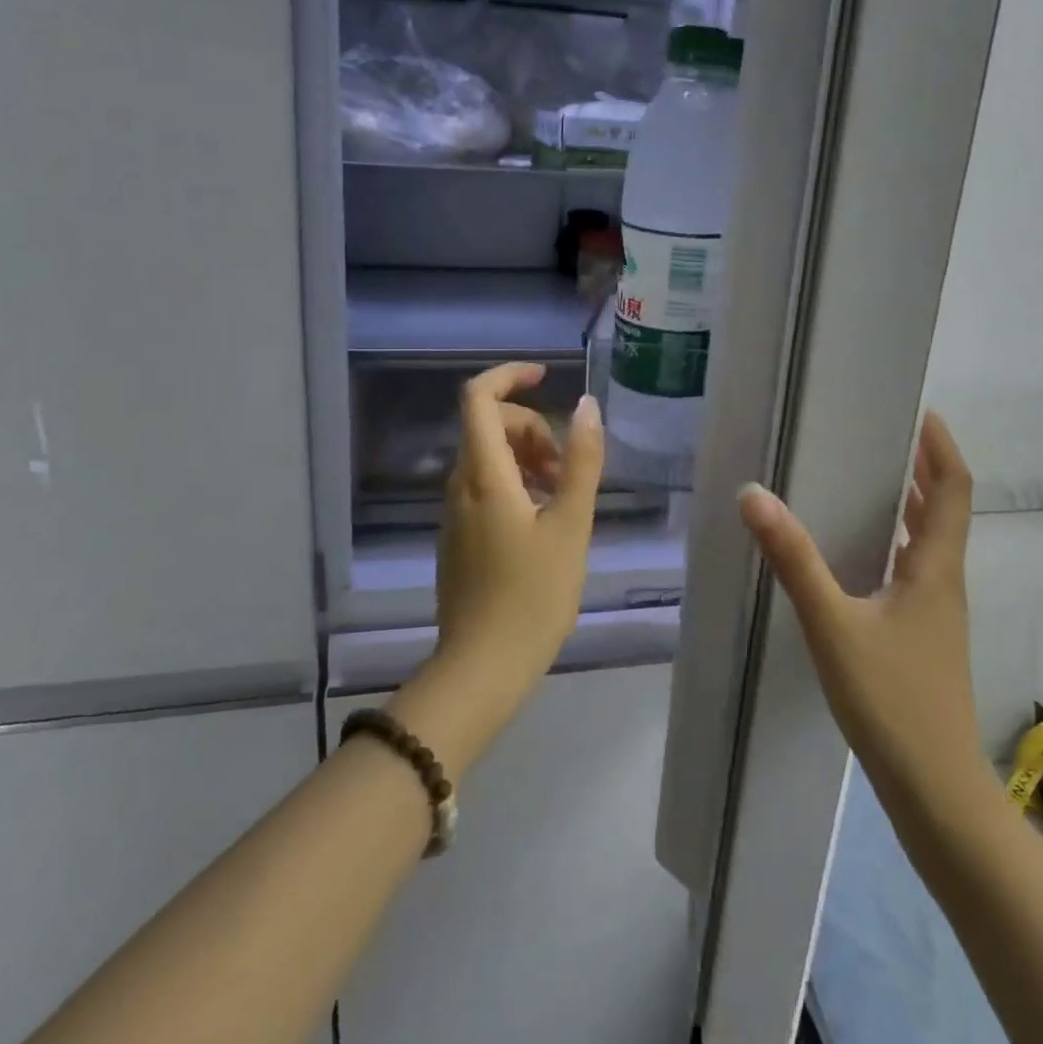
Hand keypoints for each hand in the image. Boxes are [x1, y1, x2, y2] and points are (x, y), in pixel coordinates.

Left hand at [391, 363, 603, 780]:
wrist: (482, 667)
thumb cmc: (533, 595)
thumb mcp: (570, 525)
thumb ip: (580, 462)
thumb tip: (588, 406)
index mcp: (483, 474)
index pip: (479, 398)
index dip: (509, 376)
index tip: (545, 377)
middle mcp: (459, 485)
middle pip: (489, 427)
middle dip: (532, 429)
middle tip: (566, 468)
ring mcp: (454, 513)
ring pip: (488, 459)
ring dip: (526, 459)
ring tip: (562, 497)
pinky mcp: (457, 537)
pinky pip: (484, 488)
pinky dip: (515, 485)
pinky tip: (543, 522)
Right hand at [738, 411, 997, 816]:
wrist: (935, 790)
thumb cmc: (890, 699)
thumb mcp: (832, 623)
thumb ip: (794, 559)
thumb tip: (754, 495)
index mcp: (936, 569)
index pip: (953, 489)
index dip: (942, 447)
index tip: (921, 413)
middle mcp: (946, 584)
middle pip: (946, 511)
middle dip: (924, 469)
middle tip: (886, 437)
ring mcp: (940, 615)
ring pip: (933, 544)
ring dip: (913, 506)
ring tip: (874, 481)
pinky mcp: (926, 639)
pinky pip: (918, 571)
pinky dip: (900, 544)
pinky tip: (865, 556)